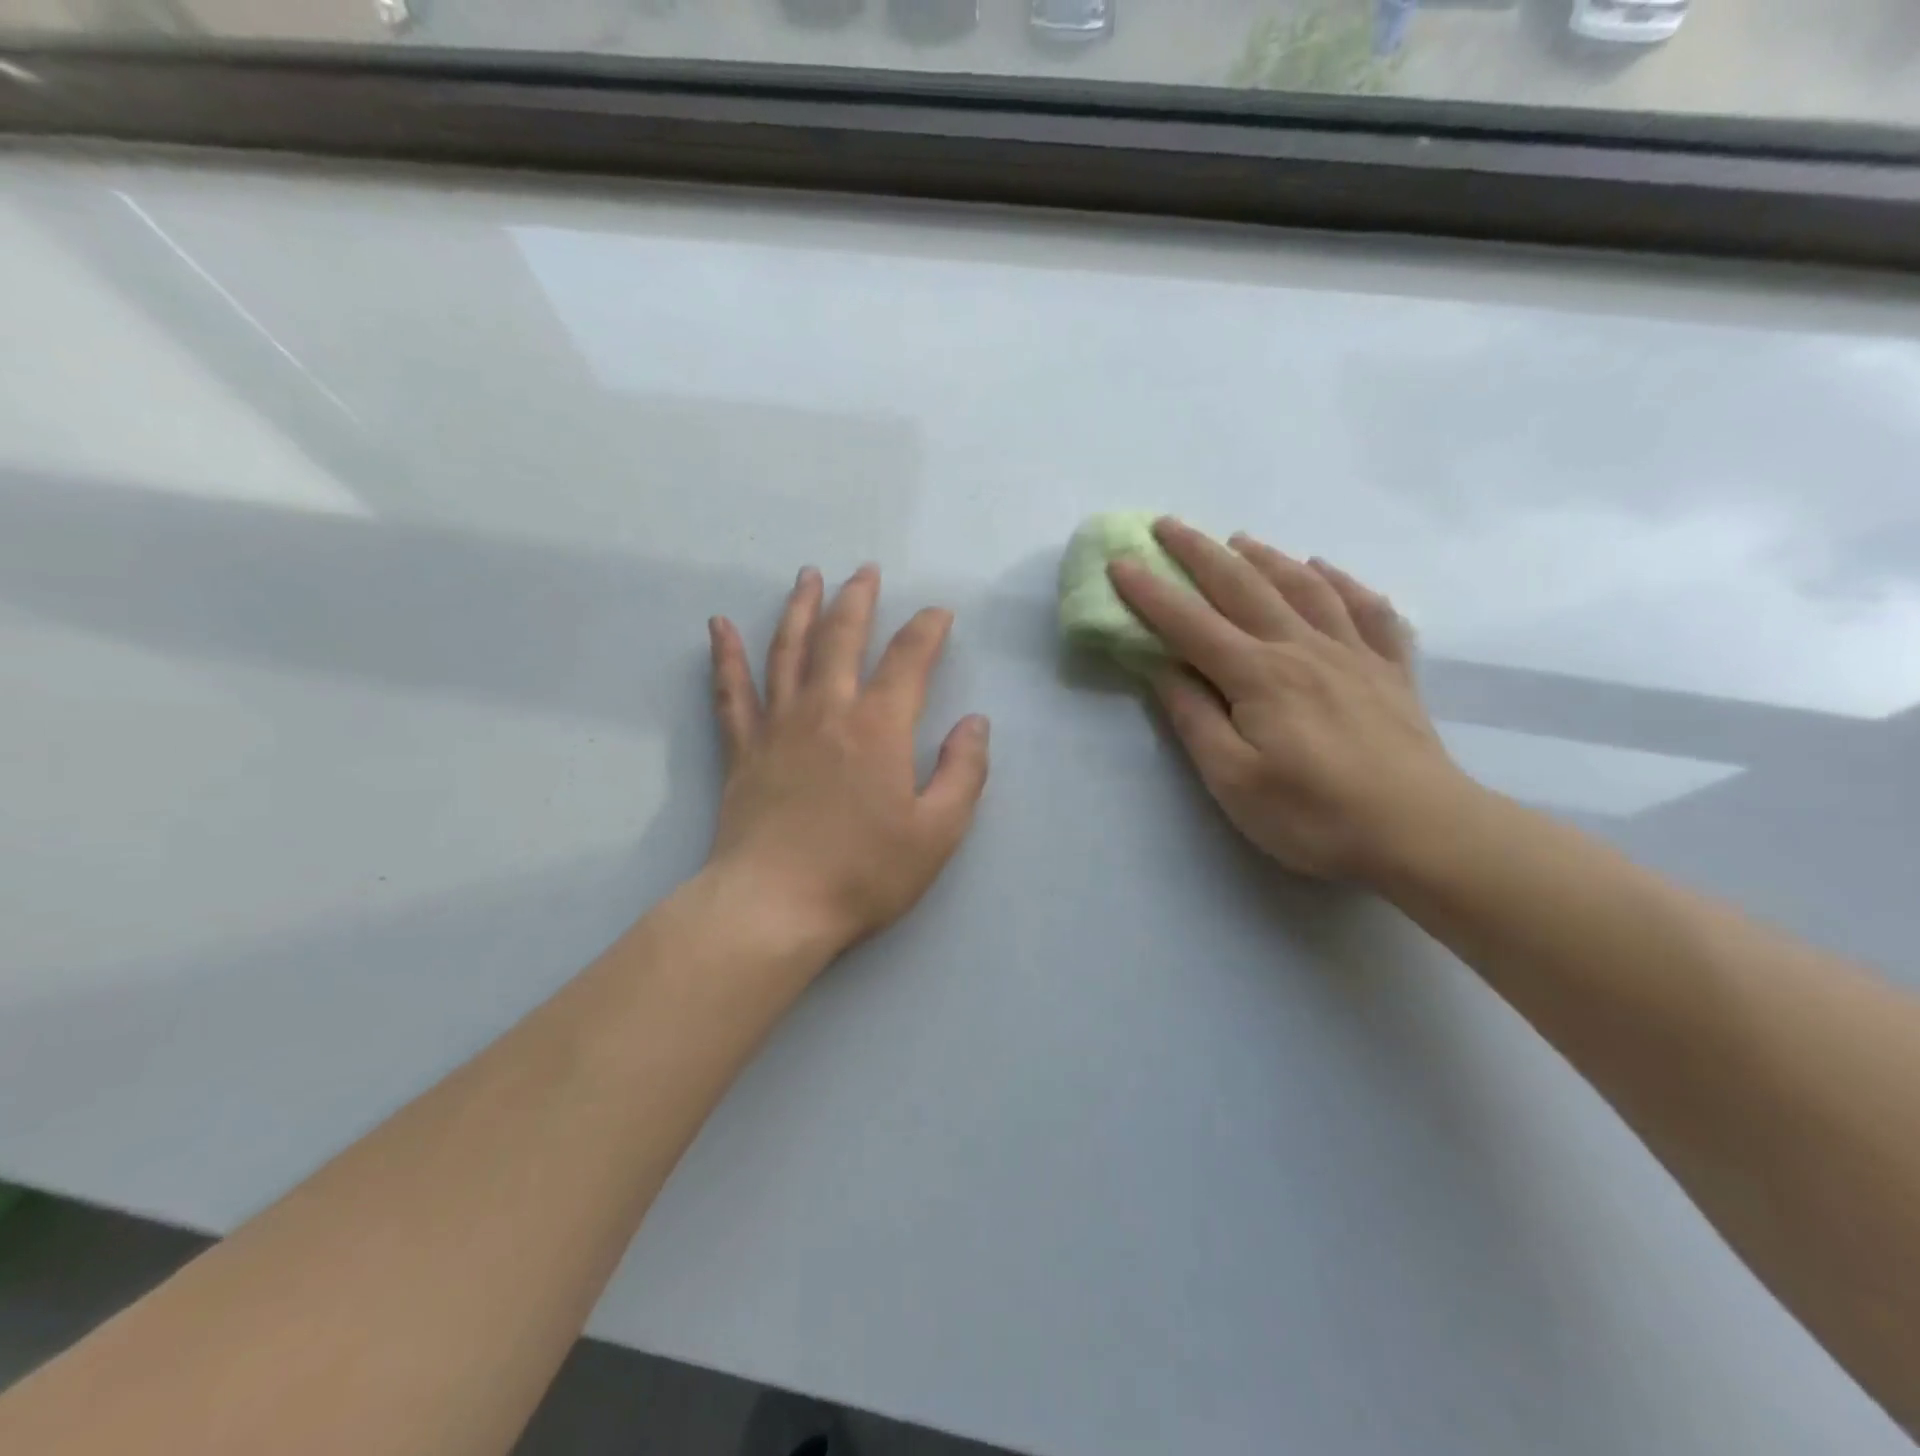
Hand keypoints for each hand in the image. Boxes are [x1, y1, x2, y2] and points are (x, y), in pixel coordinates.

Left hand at [706, 565, 990, 956]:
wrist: (775, 907)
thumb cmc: (863, 873)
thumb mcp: (938, 832)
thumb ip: (964, 772)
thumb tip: (975, 723)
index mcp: (879, 727)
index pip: (909, 659)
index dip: (928, 629)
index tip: (939, 614)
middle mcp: (827, 710)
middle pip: (842, 638)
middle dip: (857, 599)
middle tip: (865, 571)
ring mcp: (778, 726)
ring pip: (788, 650)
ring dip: (800, 609)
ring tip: (808, 577)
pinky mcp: (742, 750)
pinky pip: (731, 692)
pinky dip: (726, 656)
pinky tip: (719, 626)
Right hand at [1110, 520, 1474, 885]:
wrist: (1421, 832)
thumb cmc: (1313, 814)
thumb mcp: (1232, 779)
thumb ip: (1195, 718)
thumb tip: (1162, 669)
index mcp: (1258, 675)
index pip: (1190, 624)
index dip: (1151, 593)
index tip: (1119, 562)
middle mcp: (1302, 648)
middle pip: (1243, 587)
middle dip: (1200, 553)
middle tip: (1167, 525)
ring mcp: (1353, 654)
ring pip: (1304, 587)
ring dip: (1265, 557)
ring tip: (1239, 539)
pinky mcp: (1390, 671)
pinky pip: (1368, 610)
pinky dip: (1343, 583)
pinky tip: (1326, 570)